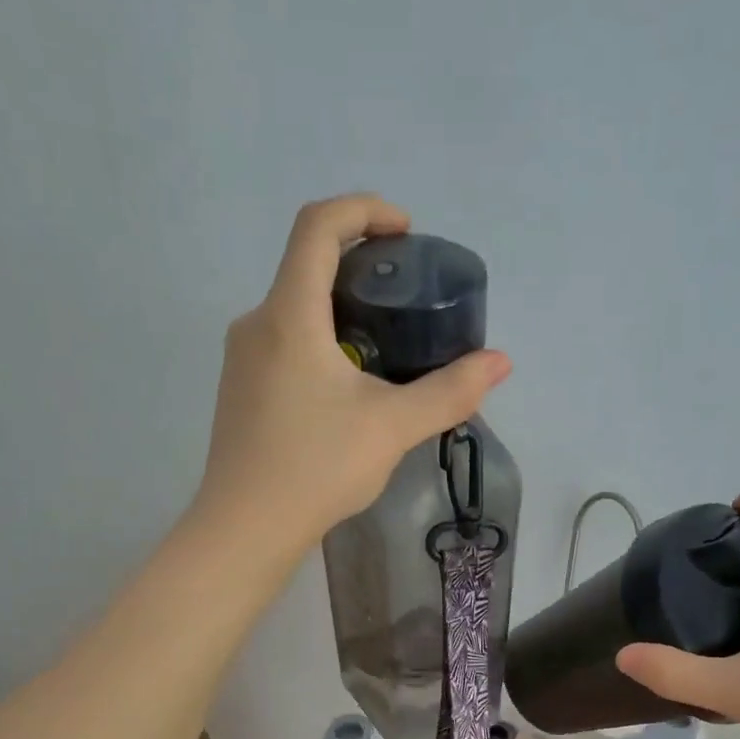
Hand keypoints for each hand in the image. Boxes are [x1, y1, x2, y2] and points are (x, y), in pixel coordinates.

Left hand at [195, 194, 511, 546]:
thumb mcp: (392, 427)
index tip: (404, 233)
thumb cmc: (316, 467)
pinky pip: (283, 345)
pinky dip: (321, 343)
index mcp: (289, 315)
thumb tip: (500, 362)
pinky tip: (349, 389)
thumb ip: (448, 391)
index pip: (318, 226)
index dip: (364, 211)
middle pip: (306, 267)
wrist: (245, 528)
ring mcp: (241, 360)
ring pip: (295, 311)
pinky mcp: (240, 391)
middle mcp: (256, 324)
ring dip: (341, 312)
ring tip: (387, 348)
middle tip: (407, 299)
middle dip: (361, 268)